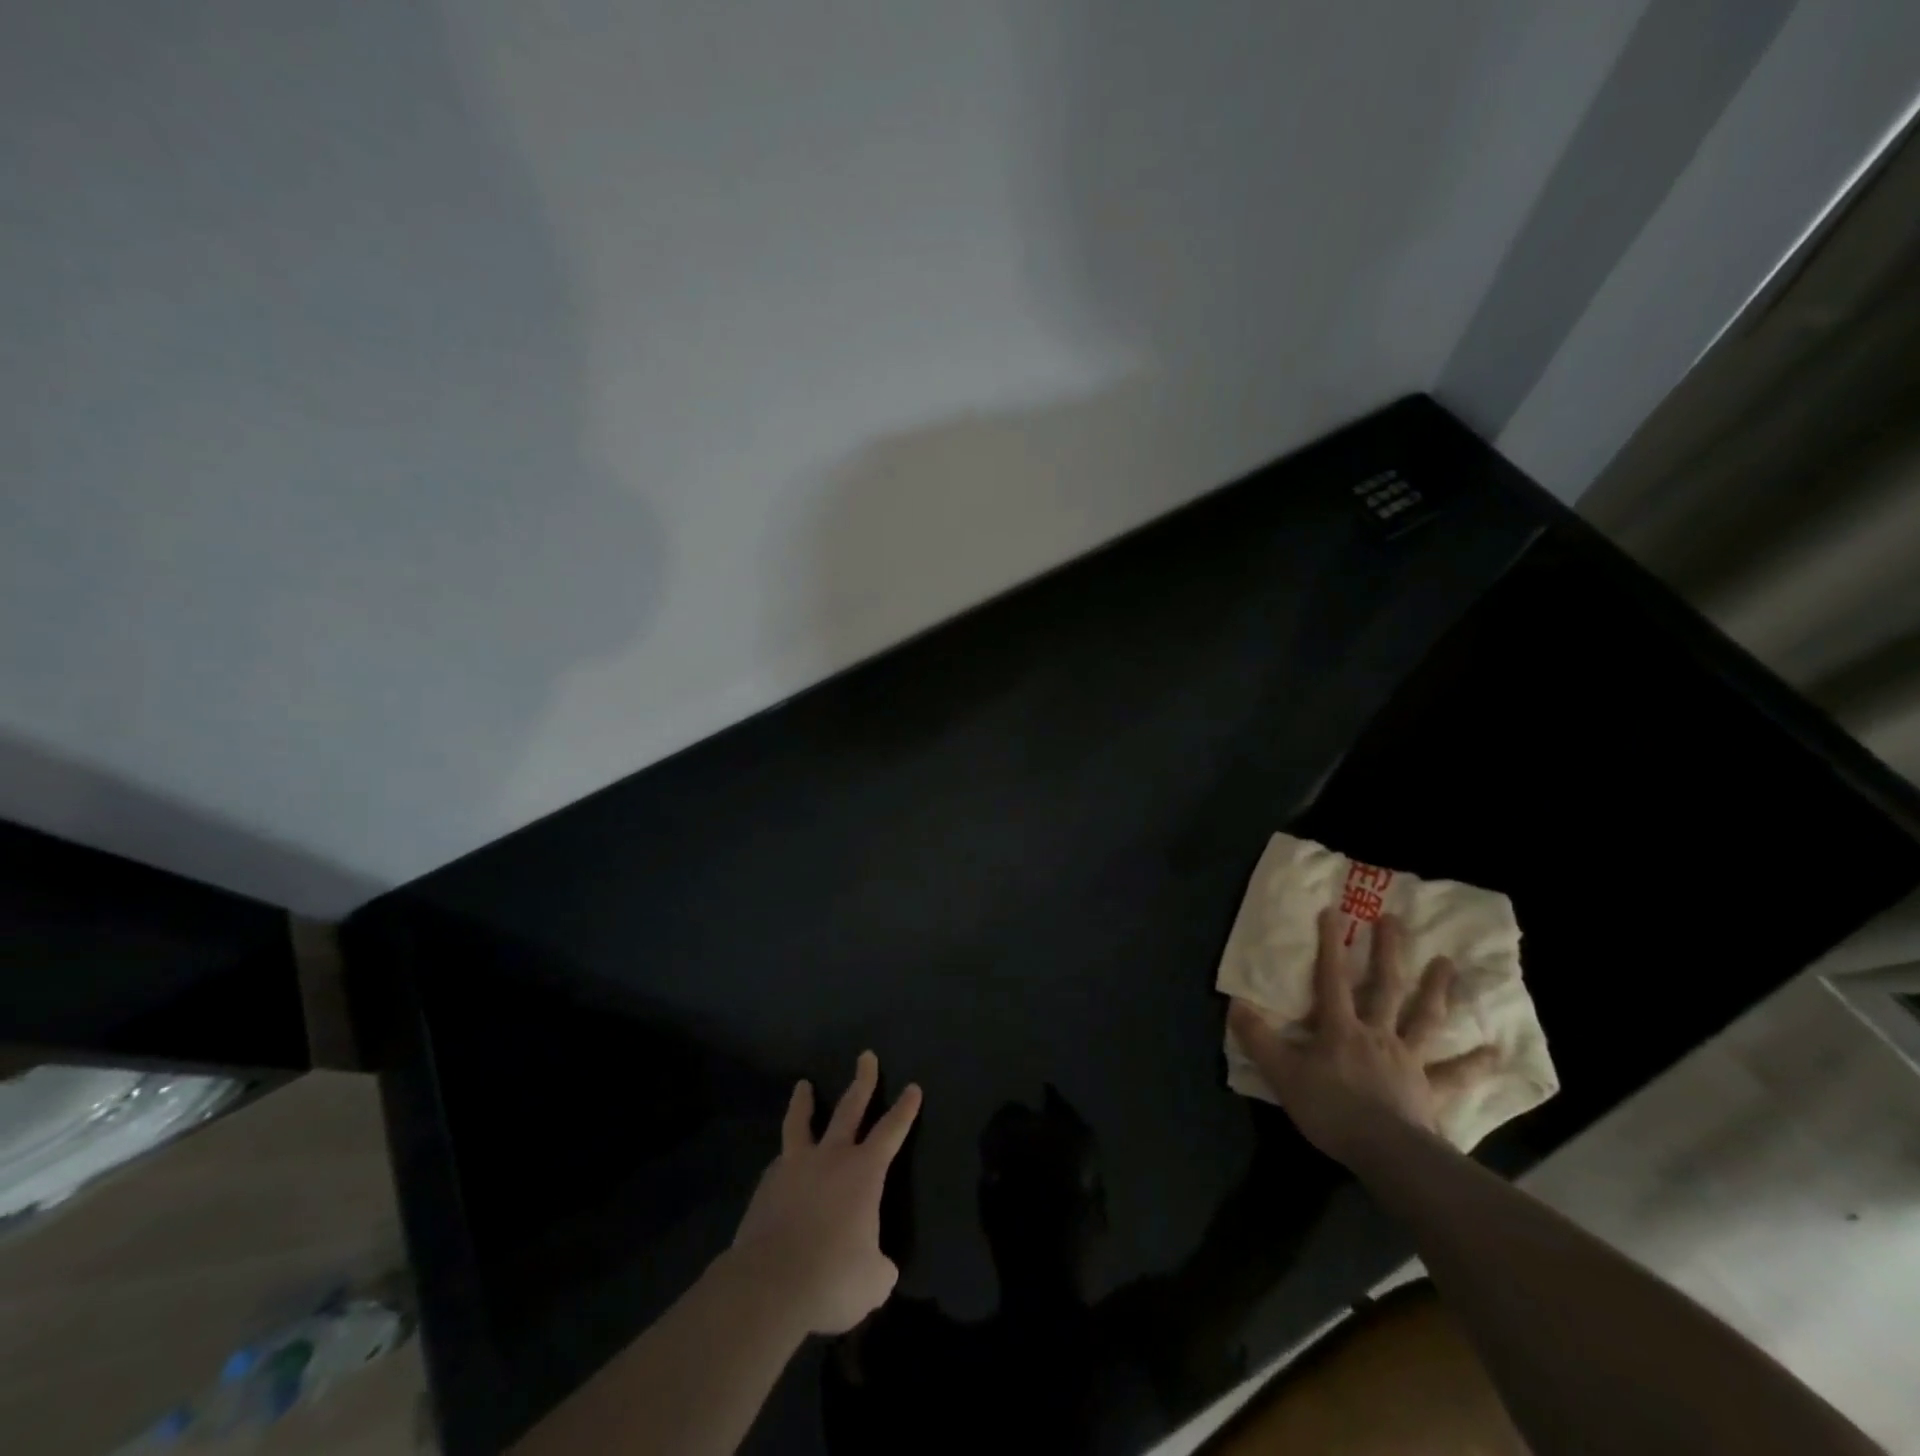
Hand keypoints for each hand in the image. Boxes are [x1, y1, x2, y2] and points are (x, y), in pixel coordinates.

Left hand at [730, 1051, 921, 1334]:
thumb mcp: (873, 1281)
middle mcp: (831, 1157)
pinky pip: (779, 1163)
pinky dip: (785, 1158)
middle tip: (866, 1056)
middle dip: (862, 1081)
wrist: (769, 1284)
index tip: (913, 1087)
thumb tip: (879, 1266)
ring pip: (801, 1123)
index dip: (904, 1110)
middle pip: (849, 1108)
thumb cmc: (832, 1277)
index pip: (891, 1131)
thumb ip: (879, 1266)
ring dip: (804, 1102)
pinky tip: (782, 1165)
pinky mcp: (766, 1186)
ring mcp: (795, 1167)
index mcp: (864, 1172)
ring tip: (802, 1085)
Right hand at [1229, 910, 1494, 1161]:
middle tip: (1396, 920)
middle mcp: (1377, 1034)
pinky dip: (1476, 1064)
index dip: (1330, 945)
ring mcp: (1408, 1061)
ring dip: (1436, 990)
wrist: (1386, 1153)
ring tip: (1448, 963)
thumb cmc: (1331, 1109)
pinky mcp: (1430, 1091)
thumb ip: (1258, 1038)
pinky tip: (1496, 1052)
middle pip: (1385, 987)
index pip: (1332, 979)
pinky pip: (1455, 1075)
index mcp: (1341, 1028)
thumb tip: (1234, 1004)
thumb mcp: (1282, 1073)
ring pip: (1425, 1018)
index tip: (1333, 911)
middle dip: (1389, 952)